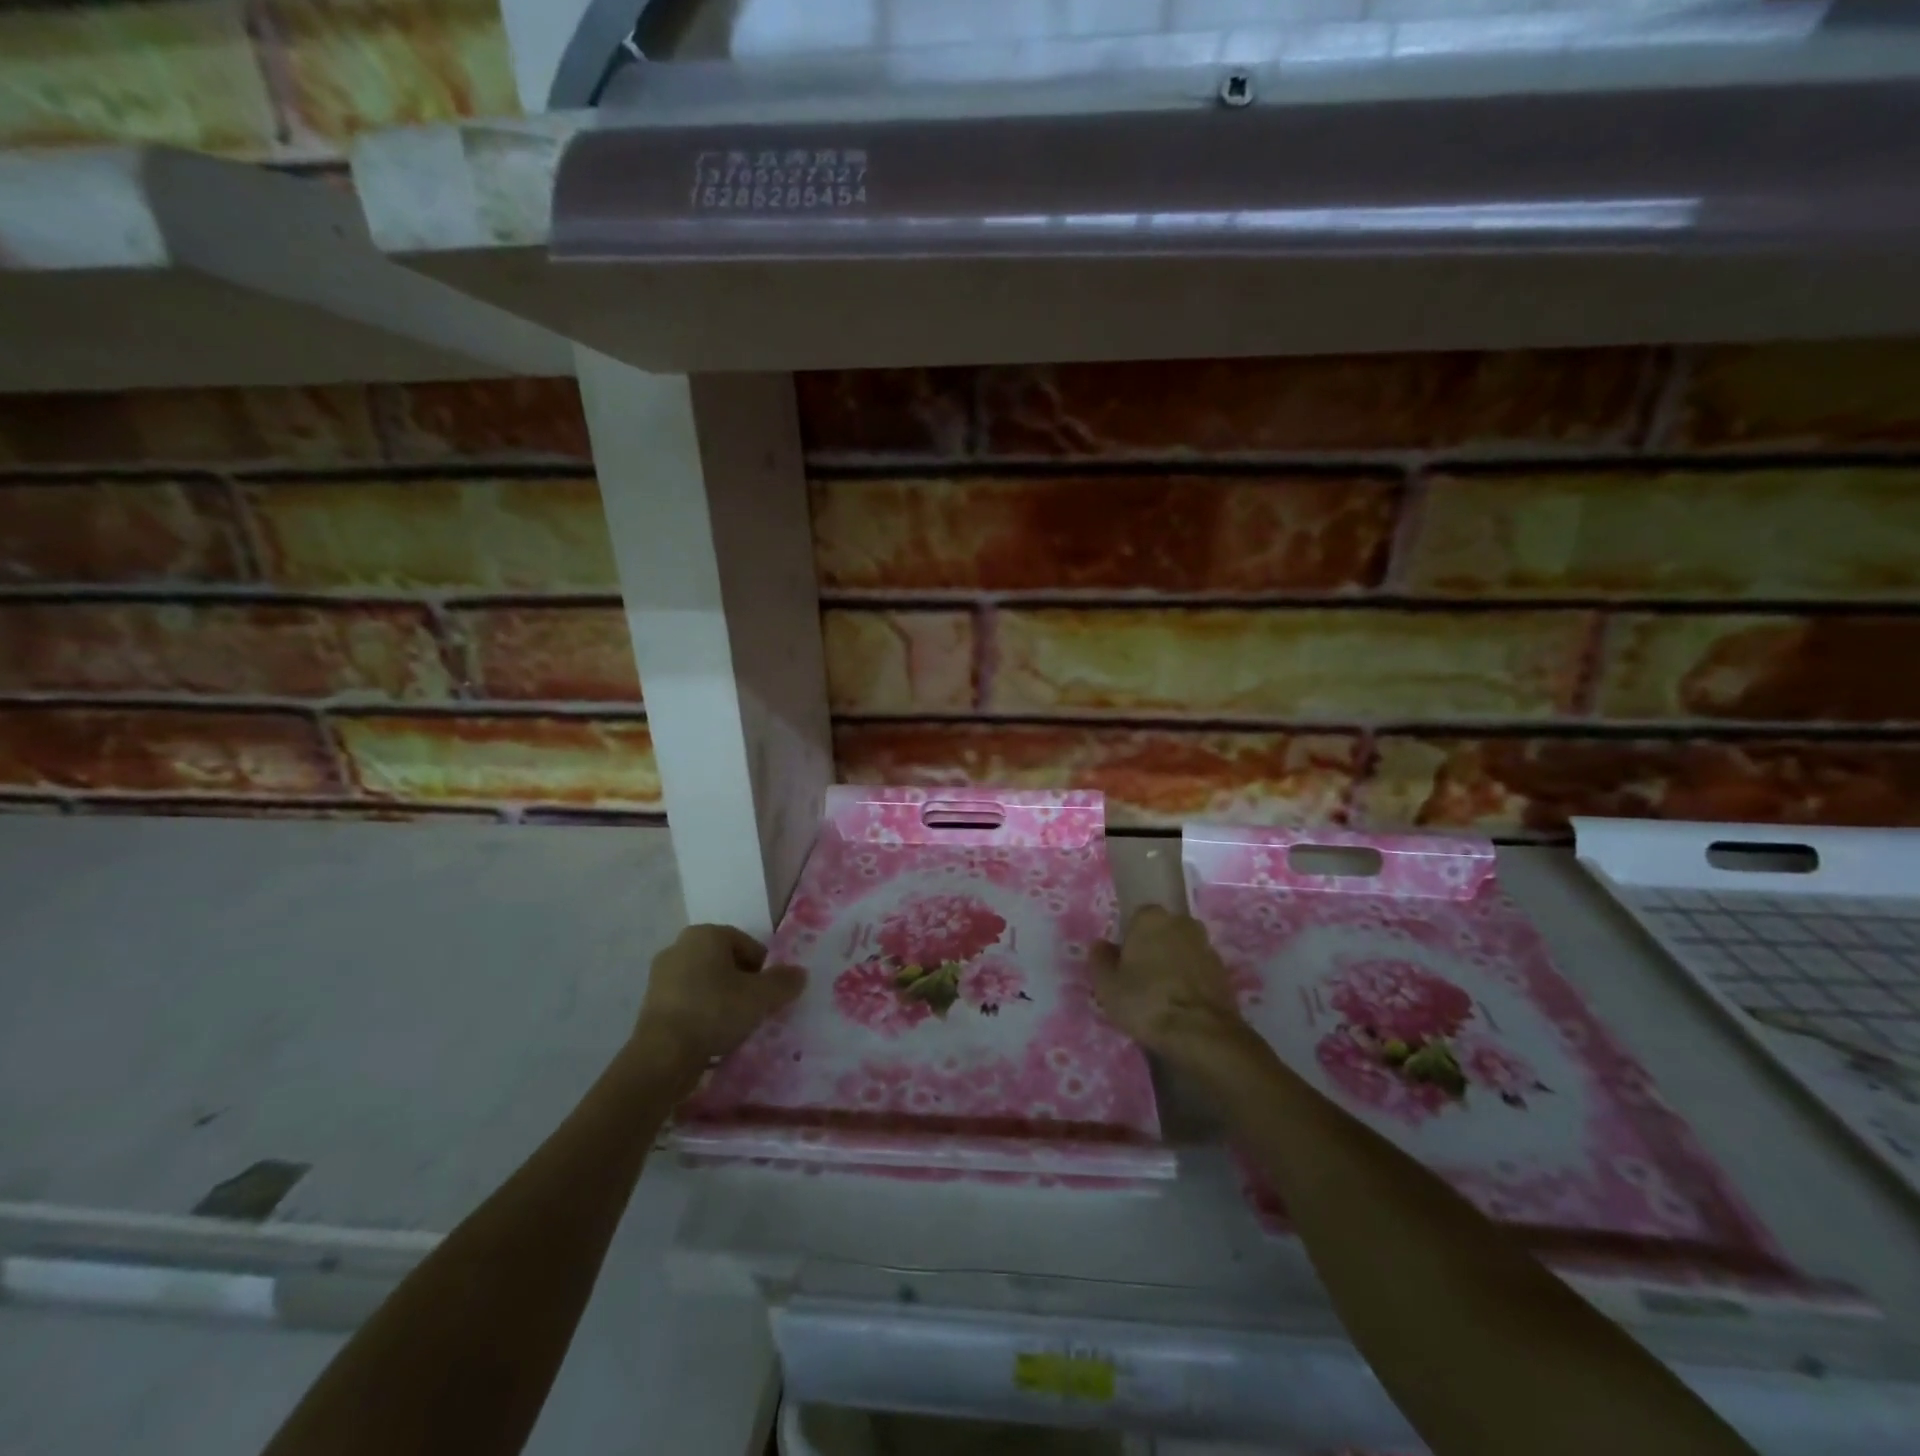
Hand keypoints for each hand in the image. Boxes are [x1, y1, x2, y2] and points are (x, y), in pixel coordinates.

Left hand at [633, 924, 804, 1066]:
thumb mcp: (760, 997)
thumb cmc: (715, 1011)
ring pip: (706, 984)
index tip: (770, 995)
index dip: (765, 970)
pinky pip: (689, 1002)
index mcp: (705, 934)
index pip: (748, 945)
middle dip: (743, 984)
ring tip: (735, 1027)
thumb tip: (800, 973)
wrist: (663, 1055)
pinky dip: (703, 1014)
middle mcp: (680, 947)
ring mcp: (661, 976)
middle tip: (756, 1010)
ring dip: (723, 1000)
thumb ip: (784, 982)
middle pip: (726, 963)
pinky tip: (712, 1036)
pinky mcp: (651, 1004)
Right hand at [1090, 905, 1244, 1061]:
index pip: (1135, 919)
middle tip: (1141, 979)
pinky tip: (1181, 1005)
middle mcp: (1182, 922)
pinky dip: (1190, 981)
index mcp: (1151, 917)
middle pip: (1161, 932)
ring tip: (1162, 996)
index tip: (1123, 965)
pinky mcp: (1224, 971)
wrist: (1200, 1033)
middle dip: (1153, 949)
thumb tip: (1101, 945)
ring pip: (1182, 951)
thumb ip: (1100, 959)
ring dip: (1174, 965)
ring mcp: (1206, 946)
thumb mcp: (1107, 985)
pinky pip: (1198, 970)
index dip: (1128, 942)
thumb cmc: (1145, 1001)